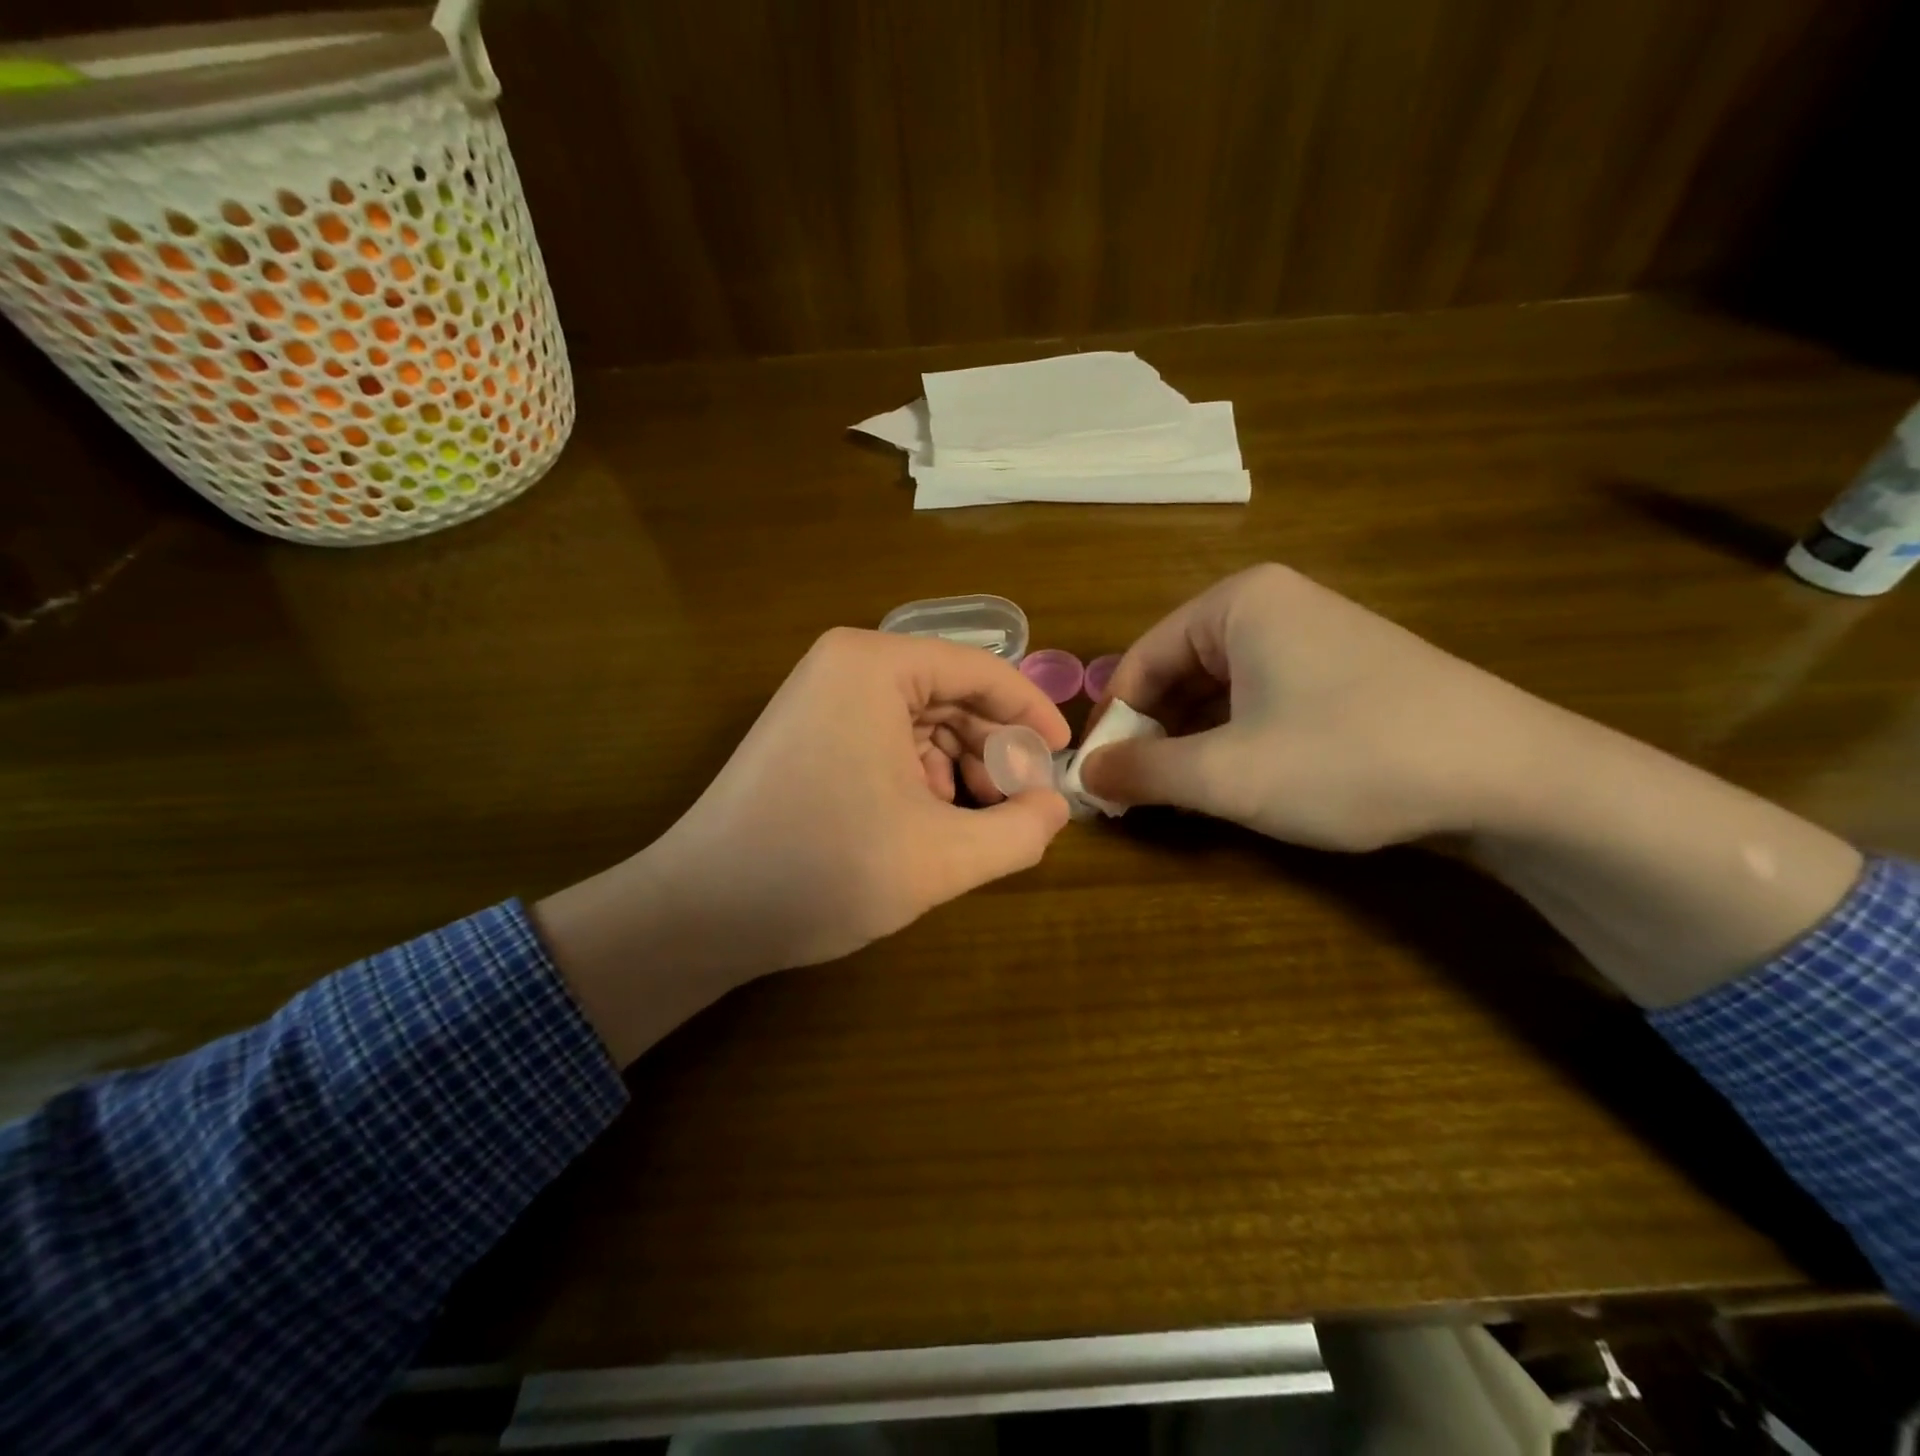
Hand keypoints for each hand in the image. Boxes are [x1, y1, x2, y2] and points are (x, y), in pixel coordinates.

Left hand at [537, 629, 1071, 1062]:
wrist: (701, 912)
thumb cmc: (824, 870)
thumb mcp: (942, 856)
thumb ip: (1020, 831)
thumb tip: (1056, 808)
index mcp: (875, 666)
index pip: (981, 671)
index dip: (1032, 713)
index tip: (1063, 758)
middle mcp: (845, 667)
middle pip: (951, 696)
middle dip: (994, 750)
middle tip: (1023, 806)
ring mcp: (819, 700)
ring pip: (921, 722)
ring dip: (961, 768)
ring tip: (981, 822)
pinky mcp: (807, 735)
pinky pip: (887, 741)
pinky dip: (921, 776)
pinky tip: (931, 823)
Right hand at [1079, 564, 1548, 849]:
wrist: (1513, 776)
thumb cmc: (1350, 758)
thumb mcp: (1229, 774)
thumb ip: (1143, 771)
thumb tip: (1083, 775)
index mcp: (1236, 604)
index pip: (1139, 660)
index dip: (1111, 723)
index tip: (1097, 780)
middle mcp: (1270, 605)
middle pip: (1177, 672)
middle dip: (1151, 735)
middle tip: (1133, 795)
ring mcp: (1312, 636)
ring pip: (1218, 691)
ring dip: (1189, 743)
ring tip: (1176, 796)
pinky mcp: (1341, 672)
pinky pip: (1259, 701)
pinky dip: (1232, 741)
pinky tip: (1233, 782)